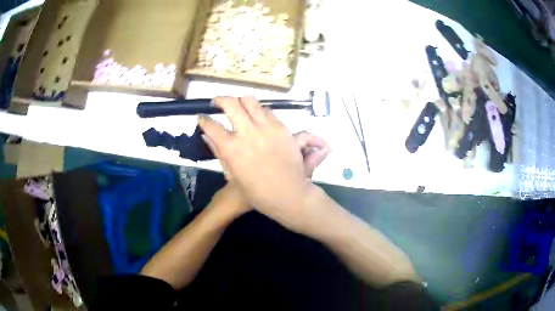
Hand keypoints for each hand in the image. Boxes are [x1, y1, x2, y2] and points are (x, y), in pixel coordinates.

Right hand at [199, 97, 323, 231]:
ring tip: (238, 106)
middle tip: (217, 102)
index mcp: (231, 148)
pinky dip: (259, 111)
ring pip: (250, 101)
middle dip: (219, 100)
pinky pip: (268, 110)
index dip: (203, 120)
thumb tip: (206, 136)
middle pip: (230, 103)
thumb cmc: (257, 192)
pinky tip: (257, 117)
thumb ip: (218, 152)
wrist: (288, 194)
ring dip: (240, 101)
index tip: (201, 118)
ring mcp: (266, 128)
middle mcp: (247, 132)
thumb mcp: (232, 175)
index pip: (211, 125)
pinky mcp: (281, 128)